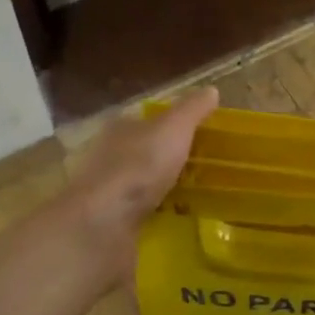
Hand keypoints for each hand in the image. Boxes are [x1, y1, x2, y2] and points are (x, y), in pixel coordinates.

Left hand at [57, 88, 218, 289]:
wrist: (104, 224)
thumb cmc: (139, 166)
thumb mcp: (174, 128)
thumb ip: (192, 110)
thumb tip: (211, 90)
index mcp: (119, 129)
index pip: (144, 120)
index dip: (168, 124)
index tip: (194, 134)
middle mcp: (107, 157)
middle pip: (140, 153)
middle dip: (164, 159)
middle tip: (199, 167)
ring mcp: (105, 193)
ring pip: (137, 185)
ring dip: (159, 190)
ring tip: (192, 197)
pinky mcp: (109, 225)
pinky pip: (137, 216)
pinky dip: (154, 217)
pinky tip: (174, 223)